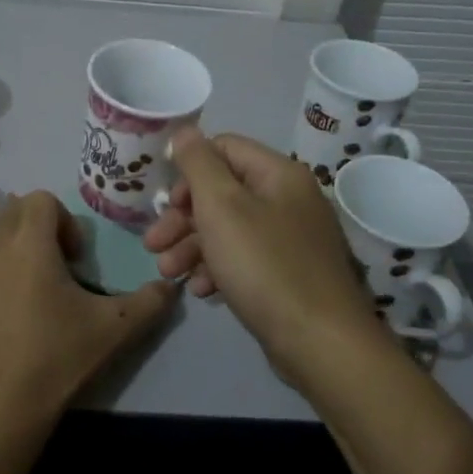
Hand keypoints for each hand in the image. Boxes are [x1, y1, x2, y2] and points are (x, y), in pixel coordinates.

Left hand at [0, 191, 175, 432]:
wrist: (0, 404)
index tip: (74, 259)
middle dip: (35, 229)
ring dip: (6, 248)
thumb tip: (172, 286)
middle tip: (54, 268)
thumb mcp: (116, 328)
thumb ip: (150, 301)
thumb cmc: (59, 356)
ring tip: (22, 286)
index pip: (41, 199)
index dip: (63, 220)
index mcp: (30, 243)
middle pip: (12, 211)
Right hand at [144, 130, 381, 383]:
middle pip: (223, 192)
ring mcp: (291, 238)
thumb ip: (199, 164)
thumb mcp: (222, 206)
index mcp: (278, 173)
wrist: (320, 342)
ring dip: (193, 246)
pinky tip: (200, 290)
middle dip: (183, 217)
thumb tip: (185, 131)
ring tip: (168, 273)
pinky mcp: (288, 273)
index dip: (188, 170)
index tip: (164, 201)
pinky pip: (245, 258)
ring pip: (230, 229)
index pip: (224, 148)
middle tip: (152, 244)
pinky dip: (218, 268)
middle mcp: (288, 199)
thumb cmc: (264, 265)